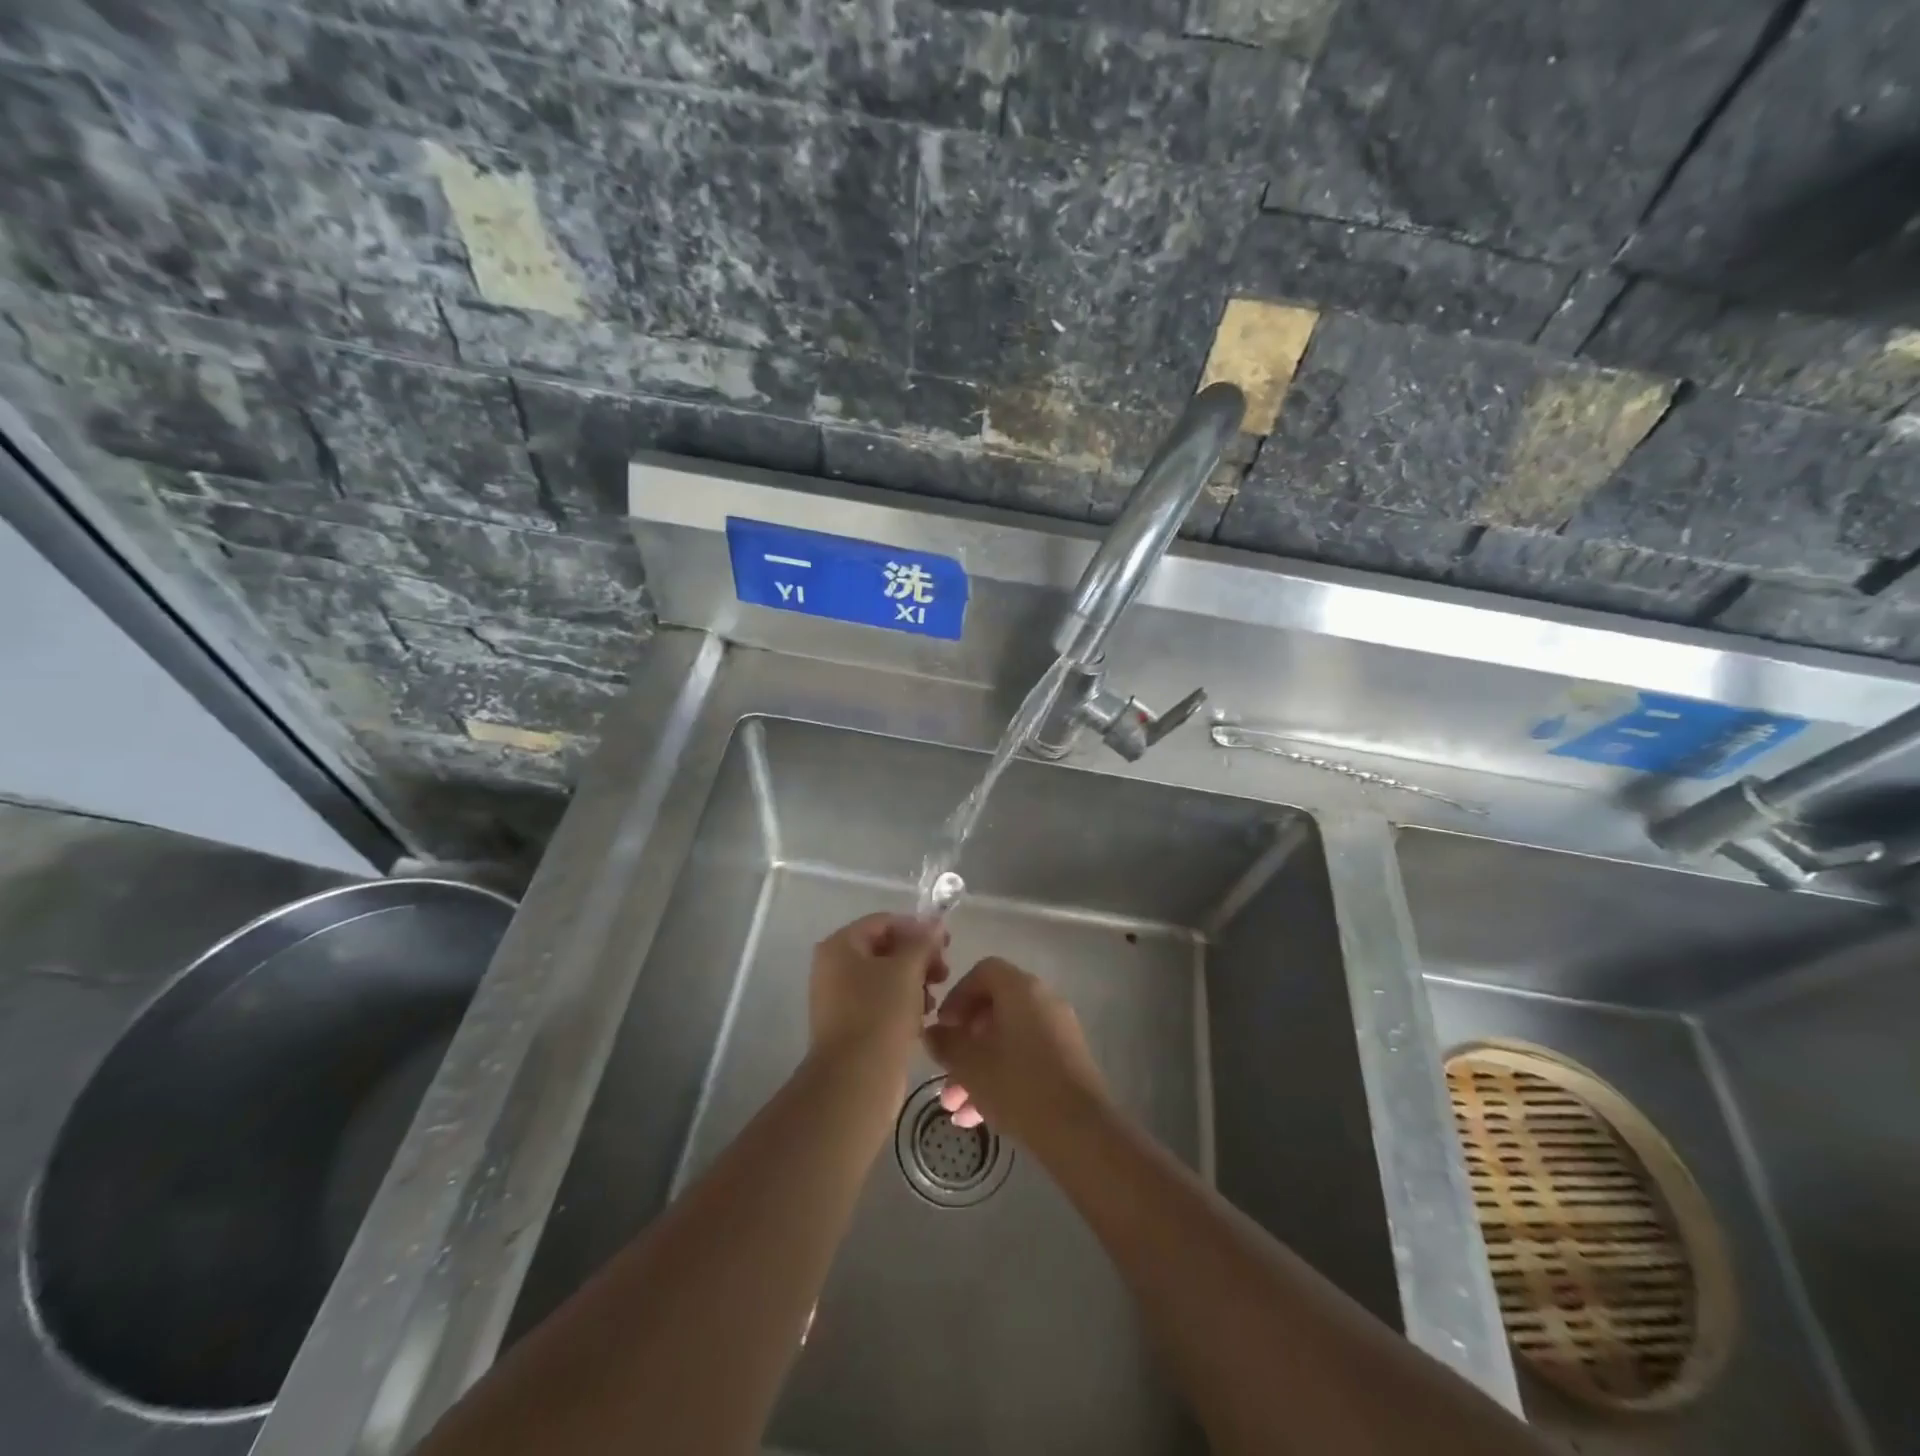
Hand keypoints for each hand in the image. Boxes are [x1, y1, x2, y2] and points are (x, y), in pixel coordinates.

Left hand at [809, 913, 948, 1069]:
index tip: (947, 944)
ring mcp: (838, 997)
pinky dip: (902, 1004)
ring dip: (913, 982)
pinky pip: (879, 1002)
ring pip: (885, 977)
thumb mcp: (907, 970)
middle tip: (944, 973)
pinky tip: (921, 1018)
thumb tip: (936, 924)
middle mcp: (833, 966)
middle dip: (918, 958)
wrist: (856, 1079)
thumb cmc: (880, 1013)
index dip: (917, 928)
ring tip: (933, 1000)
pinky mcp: (849, 1025)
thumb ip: (923, 942)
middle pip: (884, 949)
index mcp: (840, 945)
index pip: (884, 922)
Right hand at [923, 957, 1108, 1143]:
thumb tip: (933, 1033)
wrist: (1080, 1131)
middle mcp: (1043, 1001)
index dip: (957, 996)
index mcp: (1021, 989)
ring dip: (977, 1068)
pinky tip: (976, 1117)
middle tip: (943, 1070)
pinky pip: (1026, 1058)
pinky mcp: (1068, 1062)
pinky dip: (1001, 1078)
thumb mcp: (970, 1065)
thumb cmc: (1018, 1085)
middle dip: (964, 1043)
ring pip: (1007, 1040)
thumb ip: (946, 1044)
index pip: (983, 972)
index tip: (942, 1027)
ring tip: (954, 1106)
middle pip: (994, 1010)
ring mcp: (1059, 1031)